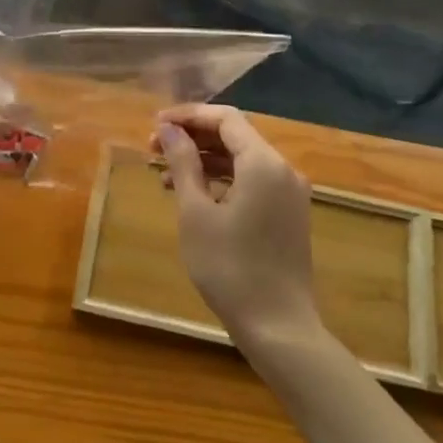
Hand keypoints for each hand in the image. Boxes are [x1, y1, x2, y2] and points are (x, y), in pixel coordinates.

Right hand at [154, 105, 321, 347]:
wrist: (278, 326)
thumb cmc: (230, 267)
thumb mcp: (196, 213)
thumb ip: (183, 164)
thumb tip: (169, 130)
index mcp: (263, 163)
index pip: (224, 118)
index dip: (188, 116)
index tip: (155, 124)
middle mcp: (282, 169)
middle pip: (234, 136)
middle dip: (193, 138)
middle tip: (153, 148)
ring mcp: (289, 193)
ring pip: (241, 160)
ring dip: (204, 160)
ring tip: (164, 174)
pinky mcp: (287, 215)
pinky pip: (252, 182)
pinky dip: (221, 181)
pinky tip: (192, 196)